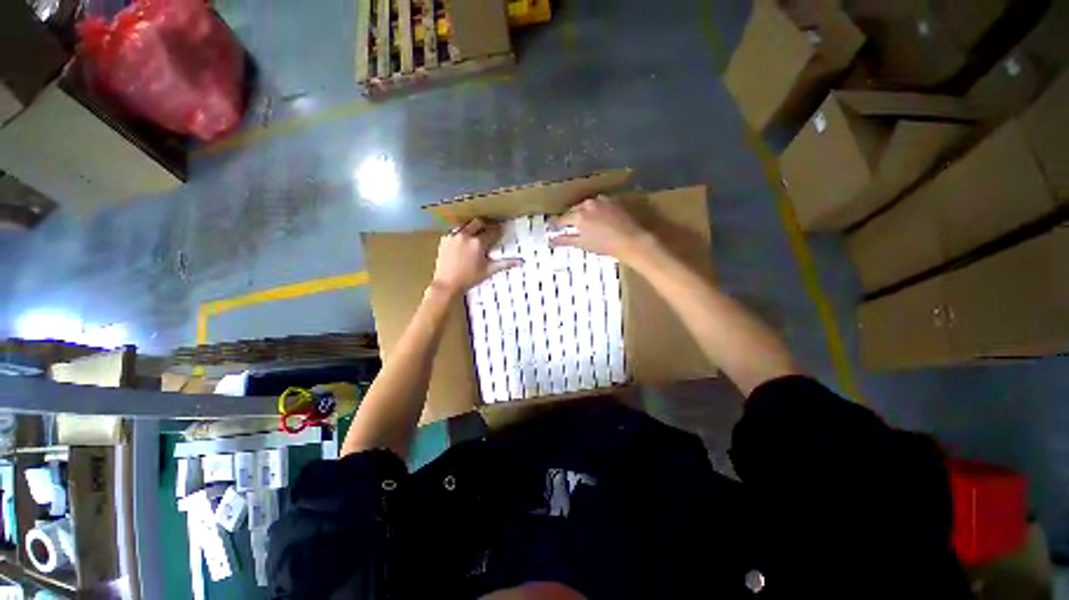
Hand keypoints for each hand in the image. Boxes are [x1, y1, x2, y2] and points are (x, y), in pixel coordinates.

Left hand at [431, 218, 521, 294]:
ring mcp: (454, 236)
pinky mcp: (444, 239)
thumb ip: (505, 264)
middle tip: (489, 229)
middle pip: (478, 222)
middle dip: (485, 224)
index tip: (502, 229)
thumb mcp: (489, 270)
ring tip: (476, 234)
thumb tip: (521, 261)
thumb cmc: (470, 278)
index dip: (498, 230)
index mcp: (478, 243)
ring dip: (472, 227)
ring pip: (465, 224)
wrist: (447, 284)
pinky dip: (460, 233)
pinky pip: (454, 231)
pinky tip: (462, 241)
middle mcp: (466, 235)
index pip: (492, 231)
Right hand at [551, 196, 656, 263]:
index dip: (558, 224)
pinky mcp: (613, 200)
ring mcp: (601, 200)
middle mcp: (588, 204)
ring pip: (587, 205)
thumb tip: (551, 240)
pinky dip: (597, 209)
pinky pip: (600, 203)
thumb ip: (565, 240)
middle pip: (575, 209)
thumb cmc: (604, 245)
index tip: (555, 227)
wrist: (631, 240)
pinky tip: (601, 218)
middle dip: (572, 217)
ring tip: (587, 222)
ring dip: (585, 212)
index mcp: (578, 216)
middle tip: (573, 226)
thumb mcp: (583, 244)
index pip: (563, 219)